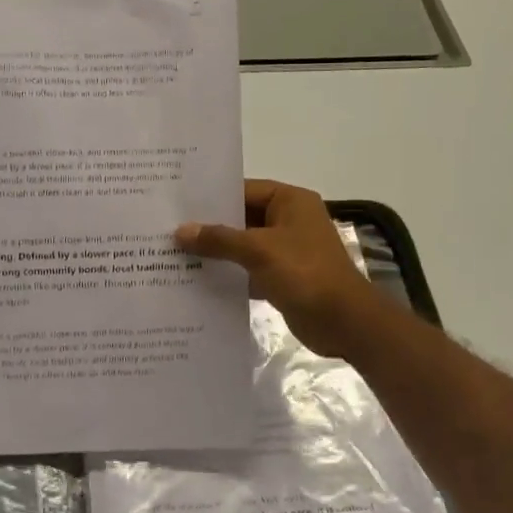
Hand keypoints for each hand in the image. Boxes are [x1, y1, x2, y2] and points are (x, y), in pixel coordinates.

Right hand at [175, 180, 386, 357]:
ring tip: (175, 253)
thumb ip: (219, 239)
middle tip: (168, 228)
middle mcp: (289, 220)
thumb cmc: (305, 273)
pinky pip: (249, 268)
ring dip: (217, 251)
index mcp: (290, 201)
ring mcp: (286, 249)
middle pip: (242, 217)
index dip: (212, 197)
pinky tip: (197, 279)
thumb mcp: (259, 250)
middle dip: (210, 226)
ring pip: (243, 245)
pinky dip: (229, 273)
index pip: (244, 190)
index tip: (178, 203)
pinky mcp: (282, 276)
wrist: (344, 322)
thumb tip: (180, 231)